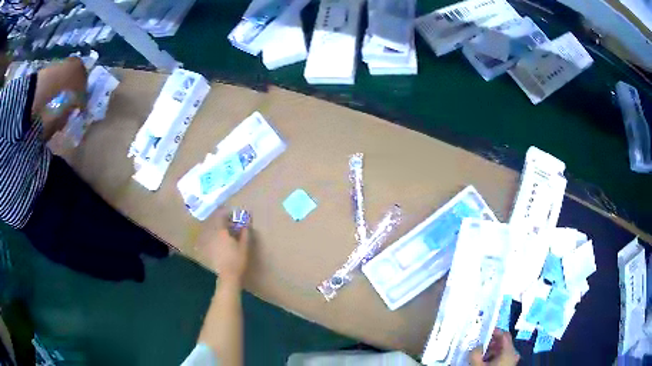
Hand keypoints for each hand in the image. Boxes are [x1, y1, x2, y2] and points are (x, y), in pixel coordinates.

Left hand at [198, 216, 250, 284]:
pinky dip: (218, 237)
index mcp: (222, 232)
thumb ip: (245, 234)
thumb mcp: (244, 246)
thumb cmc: (237, 260)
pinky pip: (213, 239)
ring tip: (228, 232)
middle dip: (224, 222)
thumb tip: (246, 224)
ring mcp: (211, 243)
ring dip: (221, 229)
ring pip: (214, 231)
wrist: (228, 275)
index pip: (222, 217)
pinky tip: (224, 242)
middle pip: (217, 224)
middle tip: (232, 223)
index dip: (227, 214)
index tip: (233, 214)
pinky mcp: (210, 250)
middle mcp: (214, 235)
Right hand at [470, 330, 519, 365]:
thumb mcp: (477, 365)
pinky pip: (503, 358)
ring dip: (492, 351)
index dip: (494, 331)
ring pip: (503, 351)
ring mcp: (512, 361)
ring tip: (480, 355)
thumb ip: (475, 353)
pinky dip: (494, 357)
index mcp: (509, 351)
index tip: (484, 331)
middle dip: (491, 343)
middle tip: (480, 345)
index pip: (504, 335)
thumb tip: (476, 346)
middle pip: (503, 343)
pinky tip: (485, 362)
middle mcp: (513, 354)